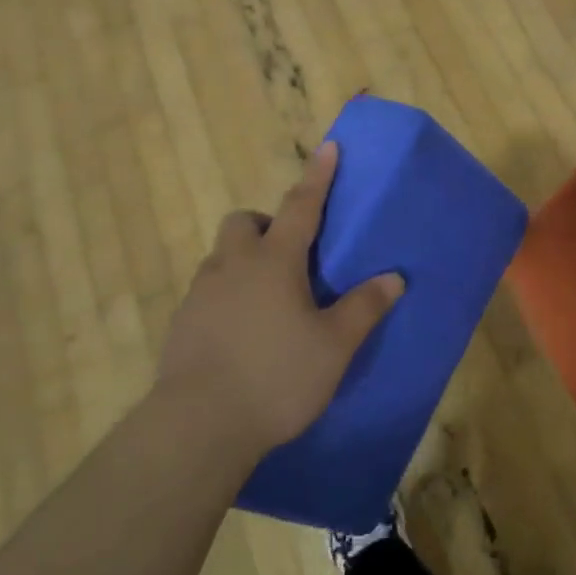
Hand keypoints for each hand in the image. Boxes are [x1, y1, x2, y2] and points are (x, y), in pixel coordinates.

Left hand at [156, 143, 403, 462]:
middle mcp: (233, 265)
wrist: (198, 426)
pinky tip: (241, 332)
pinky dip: (226, 295)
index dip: (318, 176)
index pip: (301, 205)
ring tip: (267, 299)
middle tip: (287, 254)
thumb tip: (394, 278)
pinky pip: (207, 291)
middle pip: (243, 222)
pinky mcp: (181, 324)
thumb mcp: (333, 346)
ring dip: (243, 260)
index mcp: (274, 261)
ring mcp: (201, 294)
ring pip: (221, 256)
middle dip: (264, 224)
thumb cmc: (276, 377)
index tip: (328, 147)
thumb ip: (363, 308)